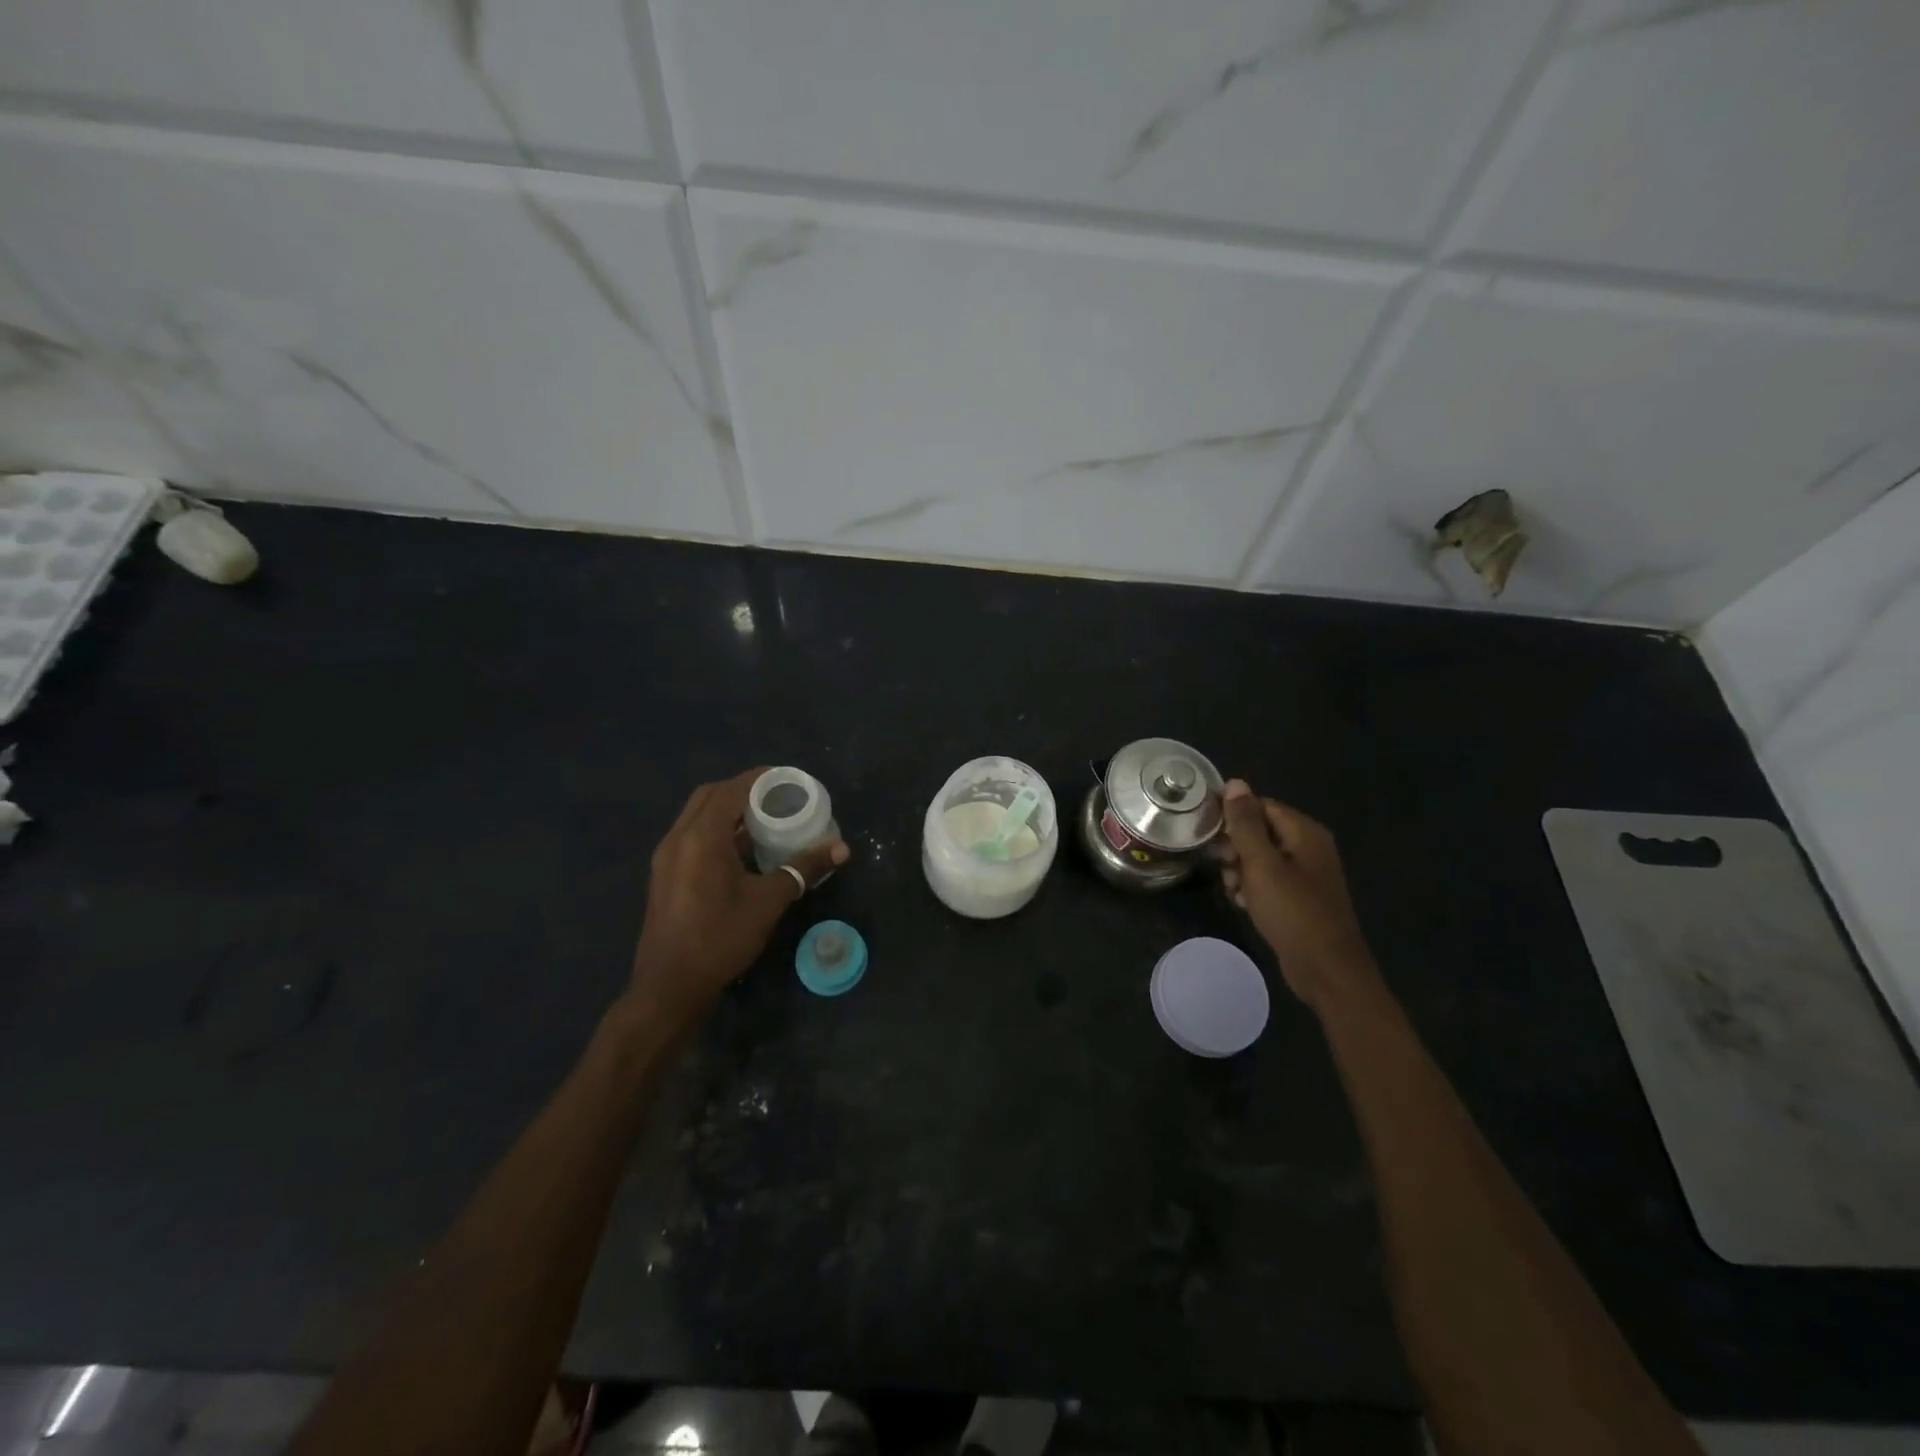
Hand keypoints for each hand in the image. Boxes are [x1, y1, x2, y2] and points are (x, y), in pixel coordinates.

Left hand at [629, 768, 849, 1028]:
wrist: (670, 987)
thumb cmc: (720, 938)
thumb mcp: (769, 902)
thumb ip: (803, 869)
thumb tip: (841, 848)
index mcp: (701, 837)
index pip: (731, 790)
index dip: (759, 779)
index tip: (787, 779)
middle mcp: (678, 839)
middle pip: (709, 796)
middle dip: (743, 790)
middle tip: (777, 797)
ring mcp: (667, 858)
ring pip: (697, 817)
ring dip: (728, 811)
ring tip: (765, 819)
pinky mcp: (665, 876)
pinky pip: (692, 837)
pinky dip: (717, 831)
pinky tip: (742, 850)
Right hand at [1212, 780, 1378, 1011]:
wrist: (1326, 969)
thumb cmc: (1293, 912)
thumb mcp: (1262, 865)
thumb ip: (1245, 824)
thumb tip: (1235, 782)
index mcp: (1304, 832)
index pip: (1260, 806)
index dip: (1232, 816)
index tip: (1207, 834)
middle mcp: (1308, 847)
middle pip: (1259, 831)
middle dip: (1235, 848)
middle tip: (1223, 867)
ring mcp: (1305, 874)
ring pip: (1259, 858)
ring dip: (1240, 871)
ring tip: (1234, 891)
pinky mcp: (1298, 897)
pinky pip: (1267, 880)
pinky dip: (1252, 888)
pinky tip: (1244, 904)